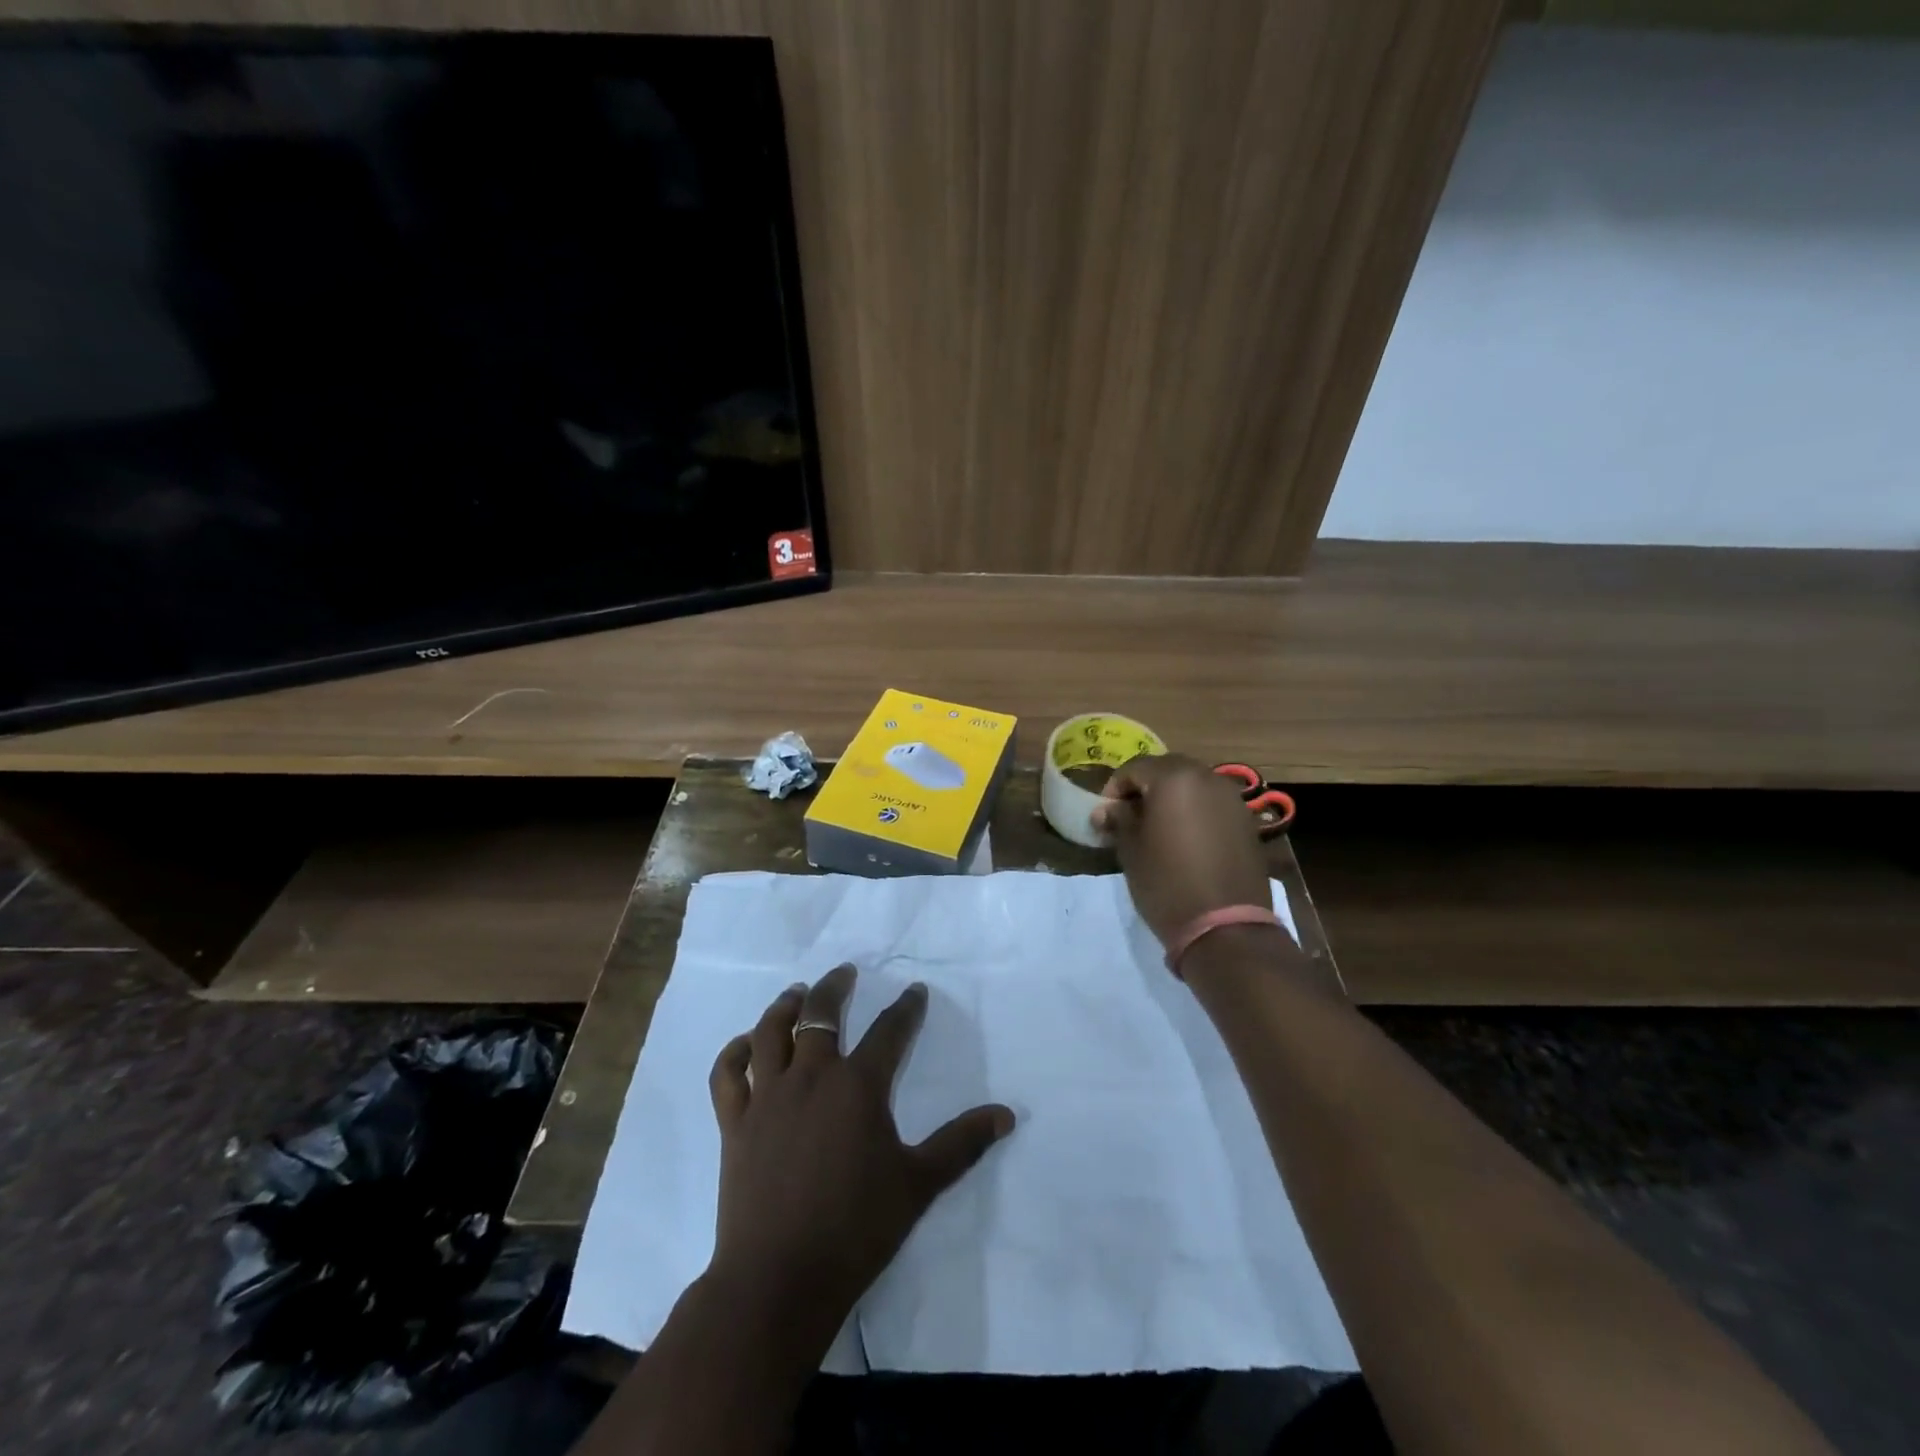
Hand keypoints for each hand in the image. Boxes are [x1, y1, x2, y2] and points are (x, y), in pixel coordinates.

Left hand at [705, 965, 1015, 1354]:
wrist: (779, 1279)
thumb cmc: (856, 1230)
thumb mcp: (919, 1184)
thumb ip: (962, 1143)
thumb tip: (1007, 1114)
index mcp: (858, 1086)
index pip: (890, 1031)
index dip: (906, 1008)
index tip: (915, 991)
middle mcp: (811, 1077)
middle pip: (821, 1014)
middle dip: (836, 987)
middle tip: (846, 973)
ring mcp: (768, 1097)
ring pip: (770, 1032)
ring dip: (785, 1006)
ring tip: (797, 993)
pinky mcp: (735, 1122)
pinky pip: (728, 1074)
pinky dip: (735, 1052)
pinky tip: (746, 1045)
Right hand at [1092, 753, 1273, 946]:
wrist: (1225, 927)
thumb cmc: (1167, 882)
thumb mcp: (1131, 850)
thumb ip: (1118, 820)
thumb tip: (1106, 810)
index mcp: (1175, 778)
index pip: (1135, 768)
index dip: (1114, 789)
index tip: (1105, 815)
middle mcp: (1207, 778)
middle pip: (1167, 770)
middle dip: (1145, 789)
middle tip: (1129, 817)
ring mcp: (1232, 799)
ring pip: (1193, 786)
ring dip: (1172, 799)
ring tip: (1156, 828)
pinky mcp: (1246, 822)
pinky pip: (1212, 805)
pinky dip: (1194, 813)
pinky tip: (1185, 840)